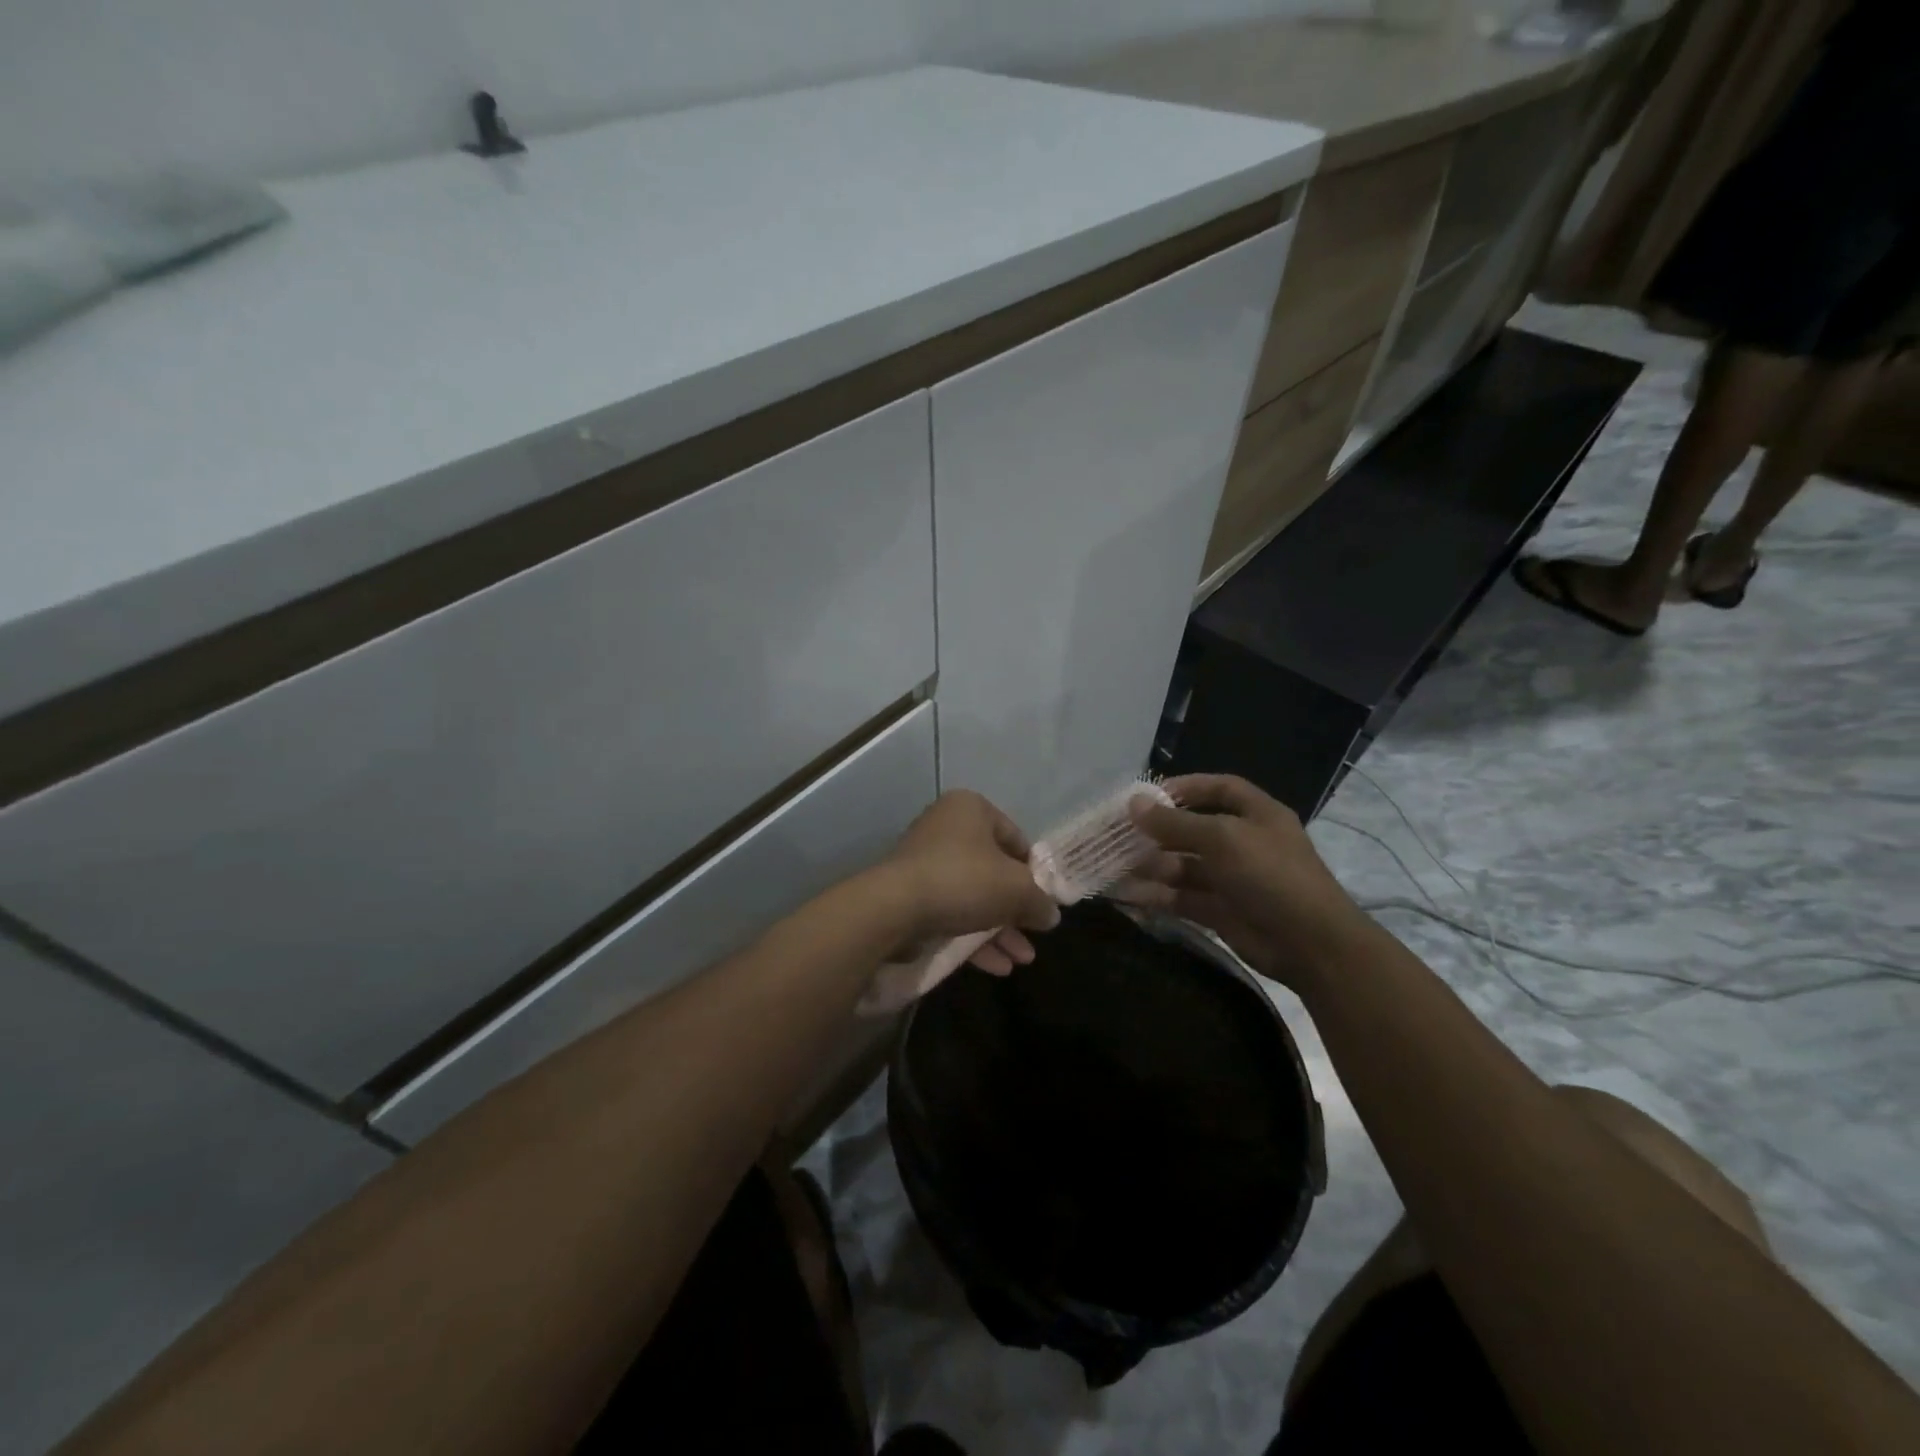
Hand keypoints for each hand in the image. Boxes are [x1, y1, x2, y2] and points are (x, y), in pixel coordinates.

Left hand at [880, 791, 1060, 973]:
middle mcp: (946, 828)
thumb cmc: (964, 880)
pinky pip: (951, 912)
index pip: (1015, 836)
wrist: (895, 908)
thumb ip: (1040, 900)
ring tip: (1021, 959)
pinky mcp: (910, 894)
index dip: (1035, 871)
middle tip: (1035, 934)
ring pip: (973, 896)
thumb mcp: (1017, 889)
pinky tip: (996, 966)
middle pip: (993, 870)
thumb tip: (1050, 914)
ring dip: (999, 930)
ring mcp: (925, 863)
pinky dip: (973, 937)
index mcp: (971, 809)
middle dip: (1017, 909)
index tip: (1046, 899)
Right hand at [1125, 773, 1362, 987]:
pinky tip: (1127, 894)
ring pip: (1184, 866)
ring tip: (1116, 865)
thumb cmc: (1270, 875)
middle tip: (1119, 833)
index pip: (1220, 788)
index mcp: (1257, 815)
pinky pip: (1182, 898)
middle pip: (1194, 829)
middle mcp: (1244, 843)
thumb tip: (1133, 804)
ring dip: (1152, 865)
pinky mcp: (1220, 911)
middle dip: (1158, 831)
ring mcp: (1232, 879)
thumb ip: (1176, 823)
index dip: (1186, 787)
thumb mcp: (1222, 838)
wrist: (1310, 944)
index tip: (1148, 795)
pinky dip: (1156, 896)